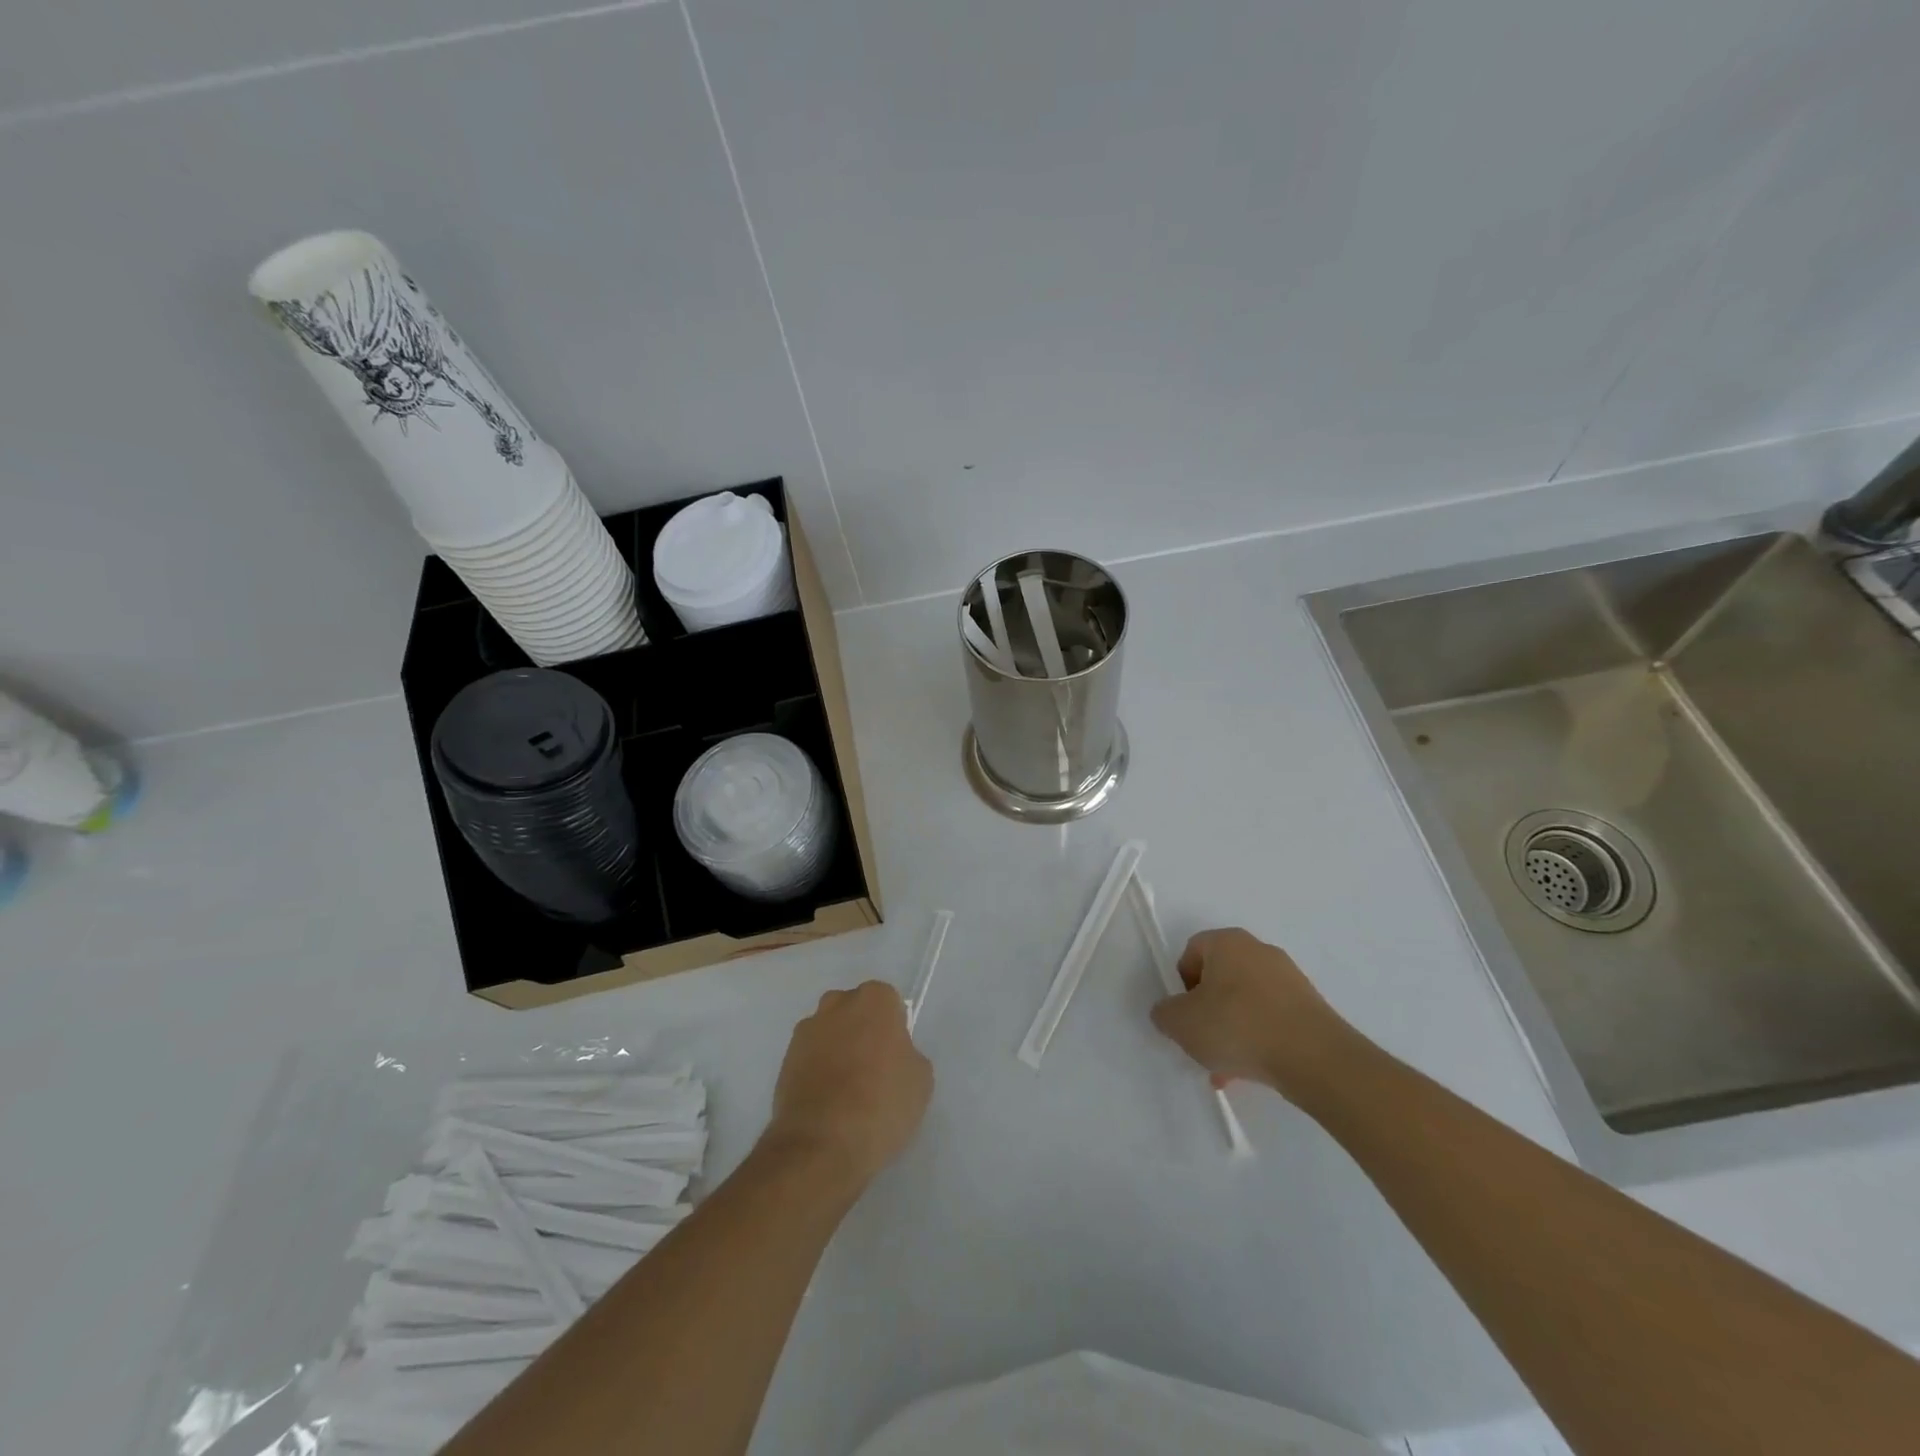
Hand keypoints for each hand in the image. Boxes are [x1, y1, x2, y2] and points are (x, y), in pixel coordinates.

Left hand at [763, 981, 932, 1193]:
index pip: (888, 1002)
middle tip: (874, 1071)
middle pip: (854, 1011)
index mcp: (874, 999)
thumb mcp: (920, 1080)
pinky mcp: (783, 1060)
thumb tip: (892, 1057)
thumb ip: (907, 1054)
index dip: (893, 1029)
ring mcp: (806, 1031)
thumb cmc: (881, 1104)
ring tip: (847, 1094)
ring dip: (837, 1052)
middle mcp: (836, 1004)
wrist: (821, 1145)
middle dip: (862, 1032)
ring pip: (829, 1034)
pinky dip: (817, 1073)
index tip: (895, 1057)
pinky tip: (827, 1105)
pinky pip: (809, 1059)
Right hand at [1149, 928, 1356, 1096]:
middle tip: (1202, 1044)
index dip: (1181, 985)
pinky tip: (1253, 1071)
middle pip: (1219, 979)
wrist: (1316, 1058)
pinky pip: (1271, 1019)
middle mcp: (1259, 950)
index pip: (1192, 952)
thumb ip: (1164, 1014)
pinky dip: (1258, 1040)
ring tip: (1226, 1069)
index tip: (1184, 1016)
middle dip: (1206, 1012)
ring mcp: (1289, 978)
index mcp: (1227, 942)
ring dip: (1231, 1031)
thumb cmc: (1238, 1027)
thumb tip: (1170, 1013)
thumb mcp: (1181, 1023)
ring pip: (1245, 1003)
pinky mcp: (1310, 1007)